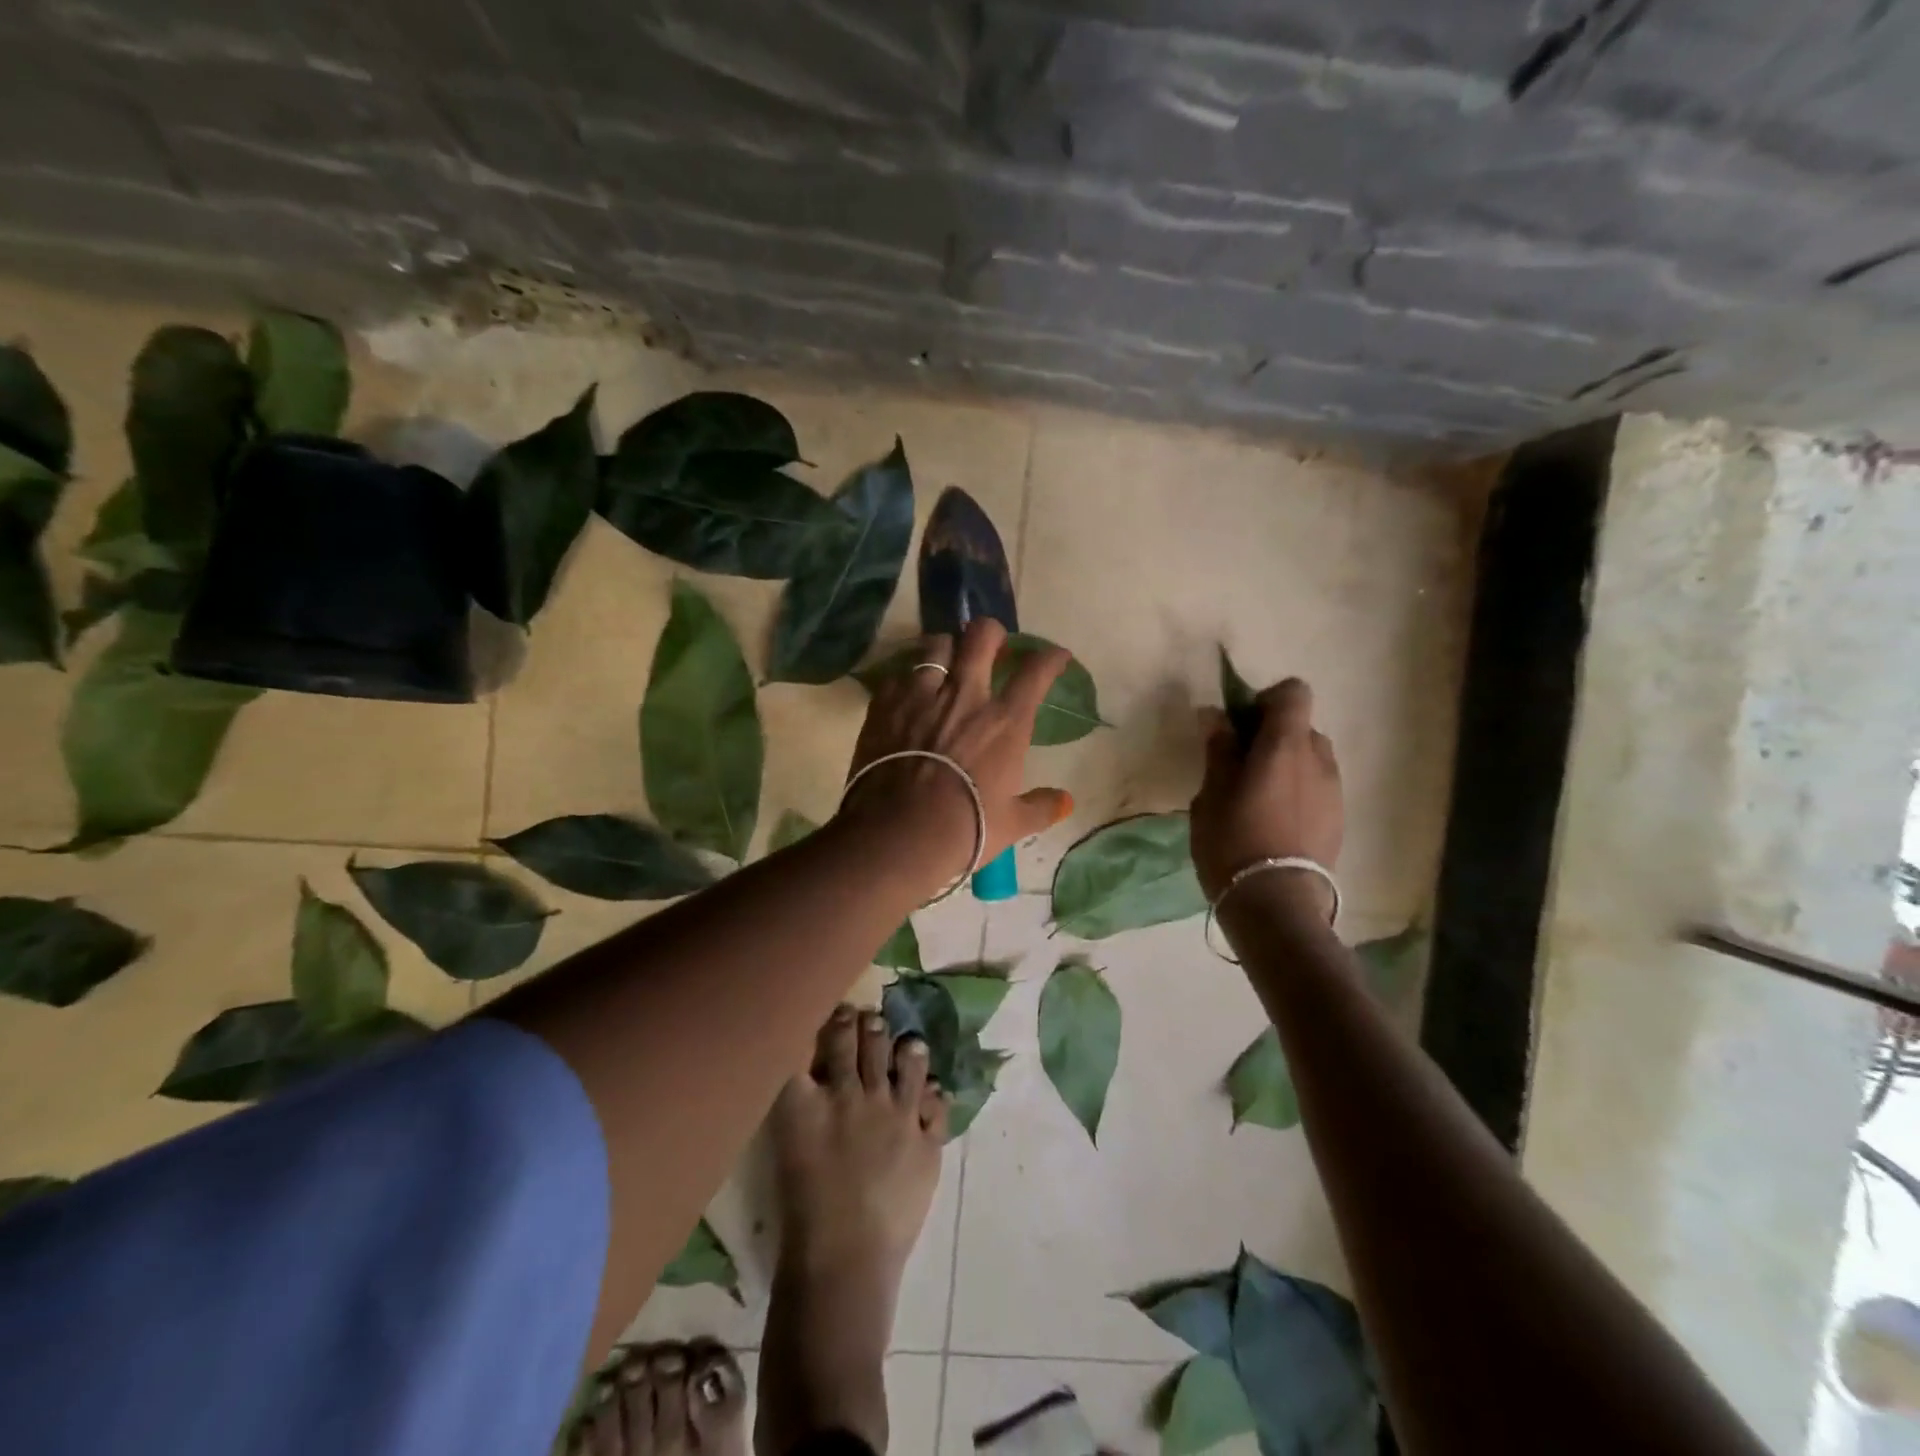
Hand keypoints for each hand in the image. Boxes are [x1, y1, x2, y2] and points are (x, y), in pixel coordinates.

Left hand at [843, 620, 1073, 886]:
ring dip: (946, 649)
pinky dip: (908, 678)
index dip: (1050, 657)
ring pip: (936, 644)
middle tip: (991, 646)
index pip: (1036, 671)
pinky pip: (899, 673)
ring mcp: (922, 693)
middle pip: (982, 635)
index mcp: (1005, 721)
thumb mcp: (1012, 823)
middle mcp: (966, 695)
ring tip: (945, 663)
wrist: (900, 833)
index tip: (1055, 657)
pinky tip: (908, 693)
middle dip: (991, 633)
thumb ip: (1041, 807)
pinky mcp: (885, 702)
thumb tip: (1065, 802)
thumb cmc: (966, 828)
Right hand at [1190, 677, 1343, 910]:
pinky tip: (1274, 821)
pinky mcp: (1338, 818)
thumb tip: (1215, 715)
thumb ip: (1218, 750)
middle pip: (1300, 726)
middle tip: (1241, 764)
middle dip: (1272, 736)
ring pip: (1310, 758)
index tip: (1239, 726)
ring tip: (1258, 796)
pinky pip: (1317, 787)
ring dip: (1287, 764)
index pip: (1293, 693)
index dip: (1265, 700)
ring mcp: (1334, 790)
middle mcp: (1319, 758)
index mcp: (1286, 745)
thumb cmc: (1233, 841)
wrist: (1276, 902)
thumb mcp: (1212, 793)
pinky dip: (1297, 790)